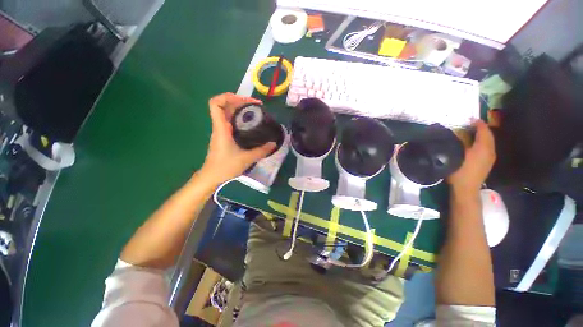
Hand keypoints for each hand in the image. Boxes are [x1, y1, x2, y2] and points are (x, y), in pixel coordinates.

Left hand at [200, 93, 275, 184]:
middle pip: (225, 105)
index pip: (216, 104)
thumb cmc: (225, 167)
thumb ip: (261, 151)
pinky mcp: (223, 137)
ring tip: (255, 112)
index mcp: (221, 128)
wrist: (211, 176)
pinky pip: (230, 122)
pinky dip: (240, 118)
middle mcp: (220, 127)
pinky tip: (250, 125)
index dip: (228, 97)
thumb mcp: (246, 159)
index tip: (245, 101)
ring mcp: (221, 131)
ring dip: (240, 109)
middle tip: (256, 106)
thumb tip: (274, 144)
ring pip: (228, 113)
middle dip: (240, 101)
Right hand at [447, 120, 495, 193]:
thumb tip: (456, 133)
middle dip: (481, 129)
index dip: (478, 123)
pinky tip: (475, 145)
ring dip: (482, 136)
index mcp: (483, 147)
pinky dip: (482, 143)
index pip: (484, 131)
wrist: (466, 189)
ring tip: (472, 133)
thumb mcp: (455, 155)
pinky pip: (487, 148)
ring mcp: (490, 158)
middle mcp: (490, 151)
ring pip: (489, 142)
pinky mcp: (488, 163)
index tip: (470, 119)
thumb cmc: (459, 171)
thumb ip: (457, 143)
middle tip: (471, 125)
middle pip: (488, 136)